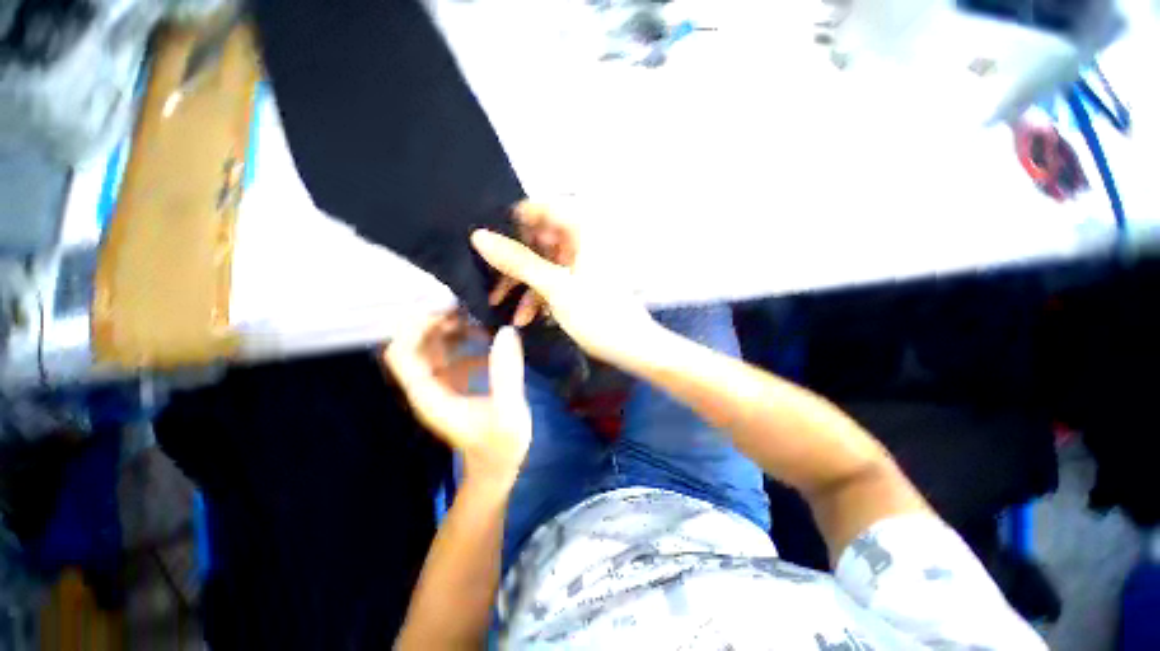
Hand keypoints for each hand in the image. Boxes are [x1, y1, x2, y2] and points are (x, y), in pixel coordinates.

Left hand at [384, 312, 530, 486]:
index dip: (414, 327)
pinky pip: (450, 351)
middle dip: (436, 320)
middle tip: (468, 305)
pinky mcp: (454, 382)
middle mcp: (427, 385)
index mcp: (429, 394)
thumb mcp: (509, 410)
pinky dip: (463, 338)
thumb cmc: (501, 445)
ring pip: (432, 344)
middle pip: (415, 343)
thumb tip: (506, 331)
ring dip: (450, 327)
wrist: (497, 466)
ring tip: (479, 315)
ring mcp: (440, 383)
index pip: (401, 353)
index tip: (446, 308)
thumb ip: (506, 373)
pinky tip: (487, 335)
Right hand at [471, 202, 658, 366]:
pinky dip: (538, 294)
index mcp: (584, 229)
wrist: (632, 348)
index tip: (487, 240)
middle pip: (538, 237)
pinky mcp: (581, 280)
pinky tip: (526, 317)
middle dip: (513, 260)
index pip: (541, 207)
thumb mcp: (553, 287)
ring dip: (521, 283)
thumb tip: (478, 236)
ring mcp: (582, 261)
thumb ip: (517, 261)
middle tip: (488, 278)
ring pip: (542, 261)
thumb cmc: (597, 314)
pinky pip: (553, 278)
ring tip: (500, 305)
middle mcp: (583, 239)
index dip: (512, 220)